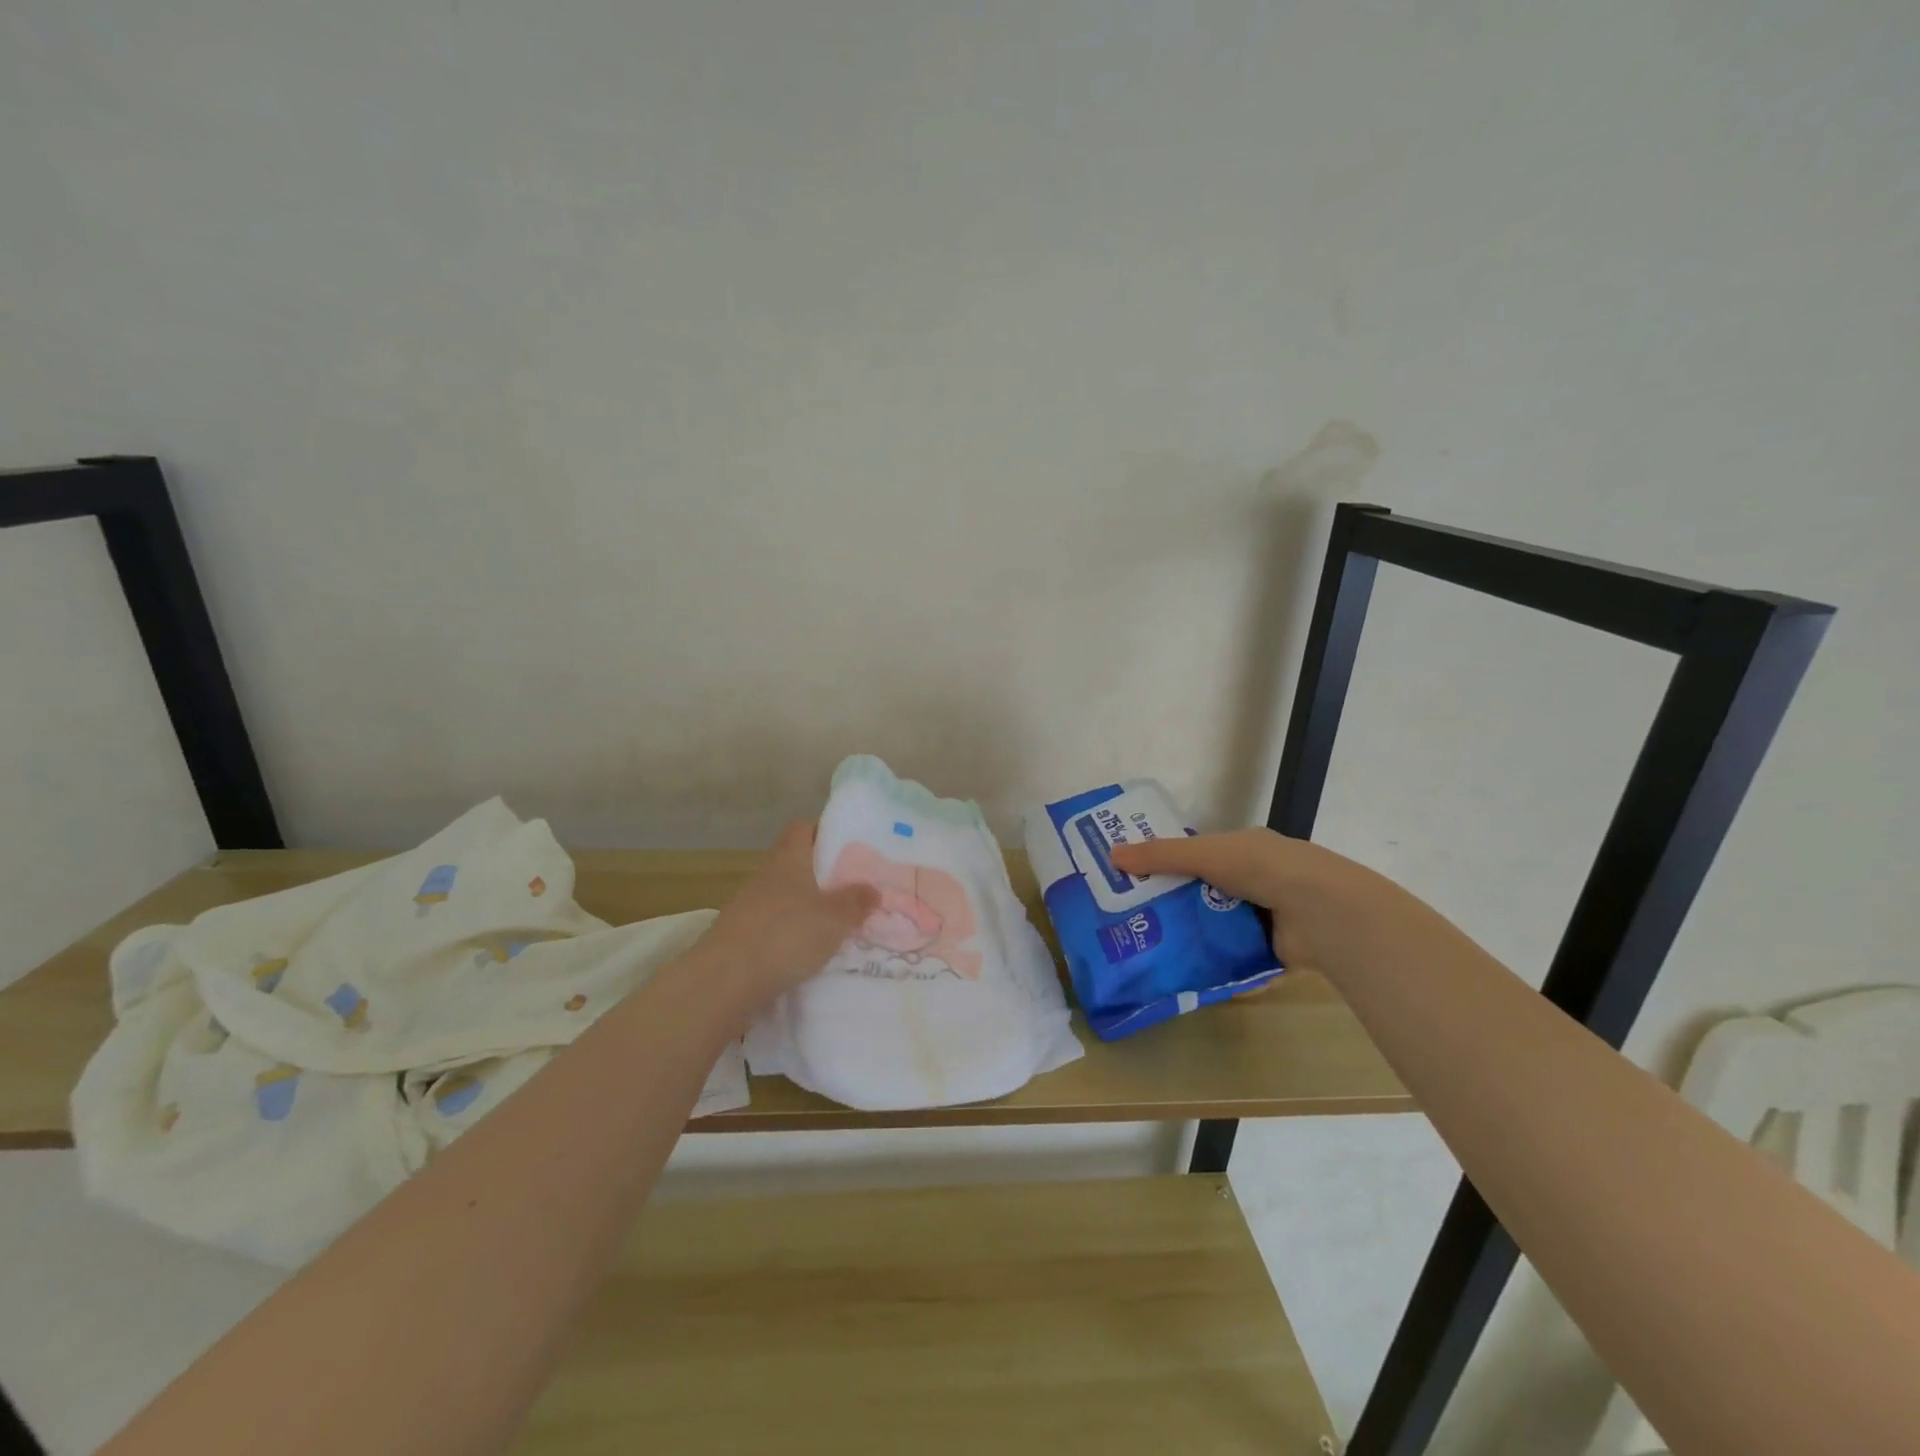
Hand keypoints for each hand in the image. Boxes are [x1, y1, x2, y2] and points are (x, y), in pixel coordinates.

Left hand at [691, 822, 878, 1007]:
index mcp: (788, 860)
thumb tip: (871, 888)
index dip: (822, 831)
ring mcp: (746, 907)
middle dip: (820, 876)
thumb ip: (855, 902)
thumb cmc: (785, 936)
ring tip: (832, 927)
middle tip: (850, 891)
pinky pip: (770, 927)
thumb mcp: (834, 919)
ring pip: (782, 898)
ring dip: (804, 908)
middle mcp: (765, 877)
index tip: (846, 846)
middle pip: (794, 864)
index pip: (801, 828)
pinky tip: (804, 955)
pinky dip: (787, 935)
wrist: (723, 982)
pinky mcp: (737, 938)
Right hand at [1110, 828, 1348, 968]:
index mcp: (1244, 848)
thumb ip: (1160, 856)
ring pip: (1217, 925)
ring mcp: (1266, 915)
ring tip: (1150, 949)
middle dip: (1173, 904)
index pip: (1198, 854)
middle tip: (1134, 918)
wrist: (1318, 910)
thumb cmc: (1260, 868)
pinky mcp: (1271, 949)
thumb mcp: (1204, 854)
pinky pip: (1234, 956)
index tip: (1134, 878)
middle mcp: (1256, 879)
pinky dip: (1214, 963)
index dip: (1167, 863)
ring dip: (1192, 936)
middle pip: (1204, 892)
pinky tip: (1184, 973)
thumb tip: (1111, 854)